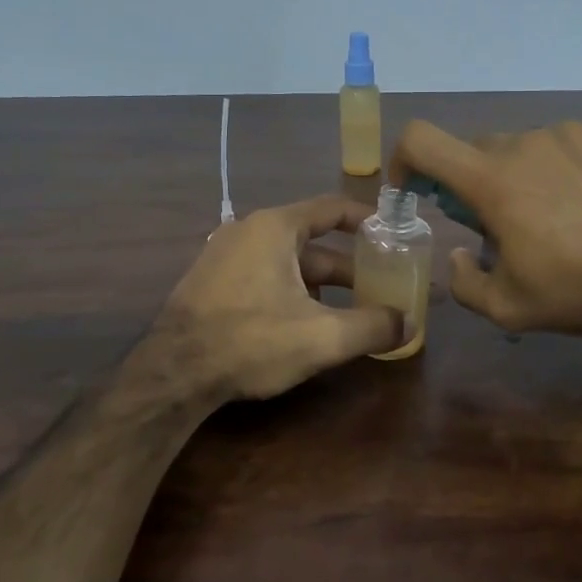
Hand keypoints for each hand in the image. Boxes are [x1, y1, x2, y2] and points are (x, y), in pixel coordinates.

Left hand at [150, 196, 403, 402]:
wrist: (172, 373)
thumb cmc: (251, 341)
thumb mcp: (322, 337)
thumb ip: (371, 327)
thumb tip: (409, 324)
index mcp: (275, 228)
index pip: (332, 208)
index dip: (366, 219)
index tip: (392, 234)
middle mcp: (248, 231)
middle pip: (311, 241)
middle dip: (348, 265)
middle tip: (379, 285)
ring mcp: (224, 255)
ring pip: (287, 262)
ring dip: (320, 283)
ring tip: (350, 310)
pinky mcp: (211, 282)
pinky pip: (263, 275)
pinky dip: (291, 290)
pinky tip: (304, 323)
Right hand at [388, 119, 581, 336]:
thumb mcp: (510, 308)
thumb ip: (464, 283)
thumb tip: (457, 255)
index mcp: (492, 180)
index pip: (422, 140)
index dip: (404, 158)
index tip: (414, 188)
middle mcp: (526, 142)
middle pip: (480, 150)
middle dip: (478, 183)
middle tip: (505, 224)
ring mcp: (572, 131)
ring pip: (529, 146)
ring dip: (528, 175)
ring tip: (563, 216)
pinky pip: (573, 142)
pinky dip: (571, 165)